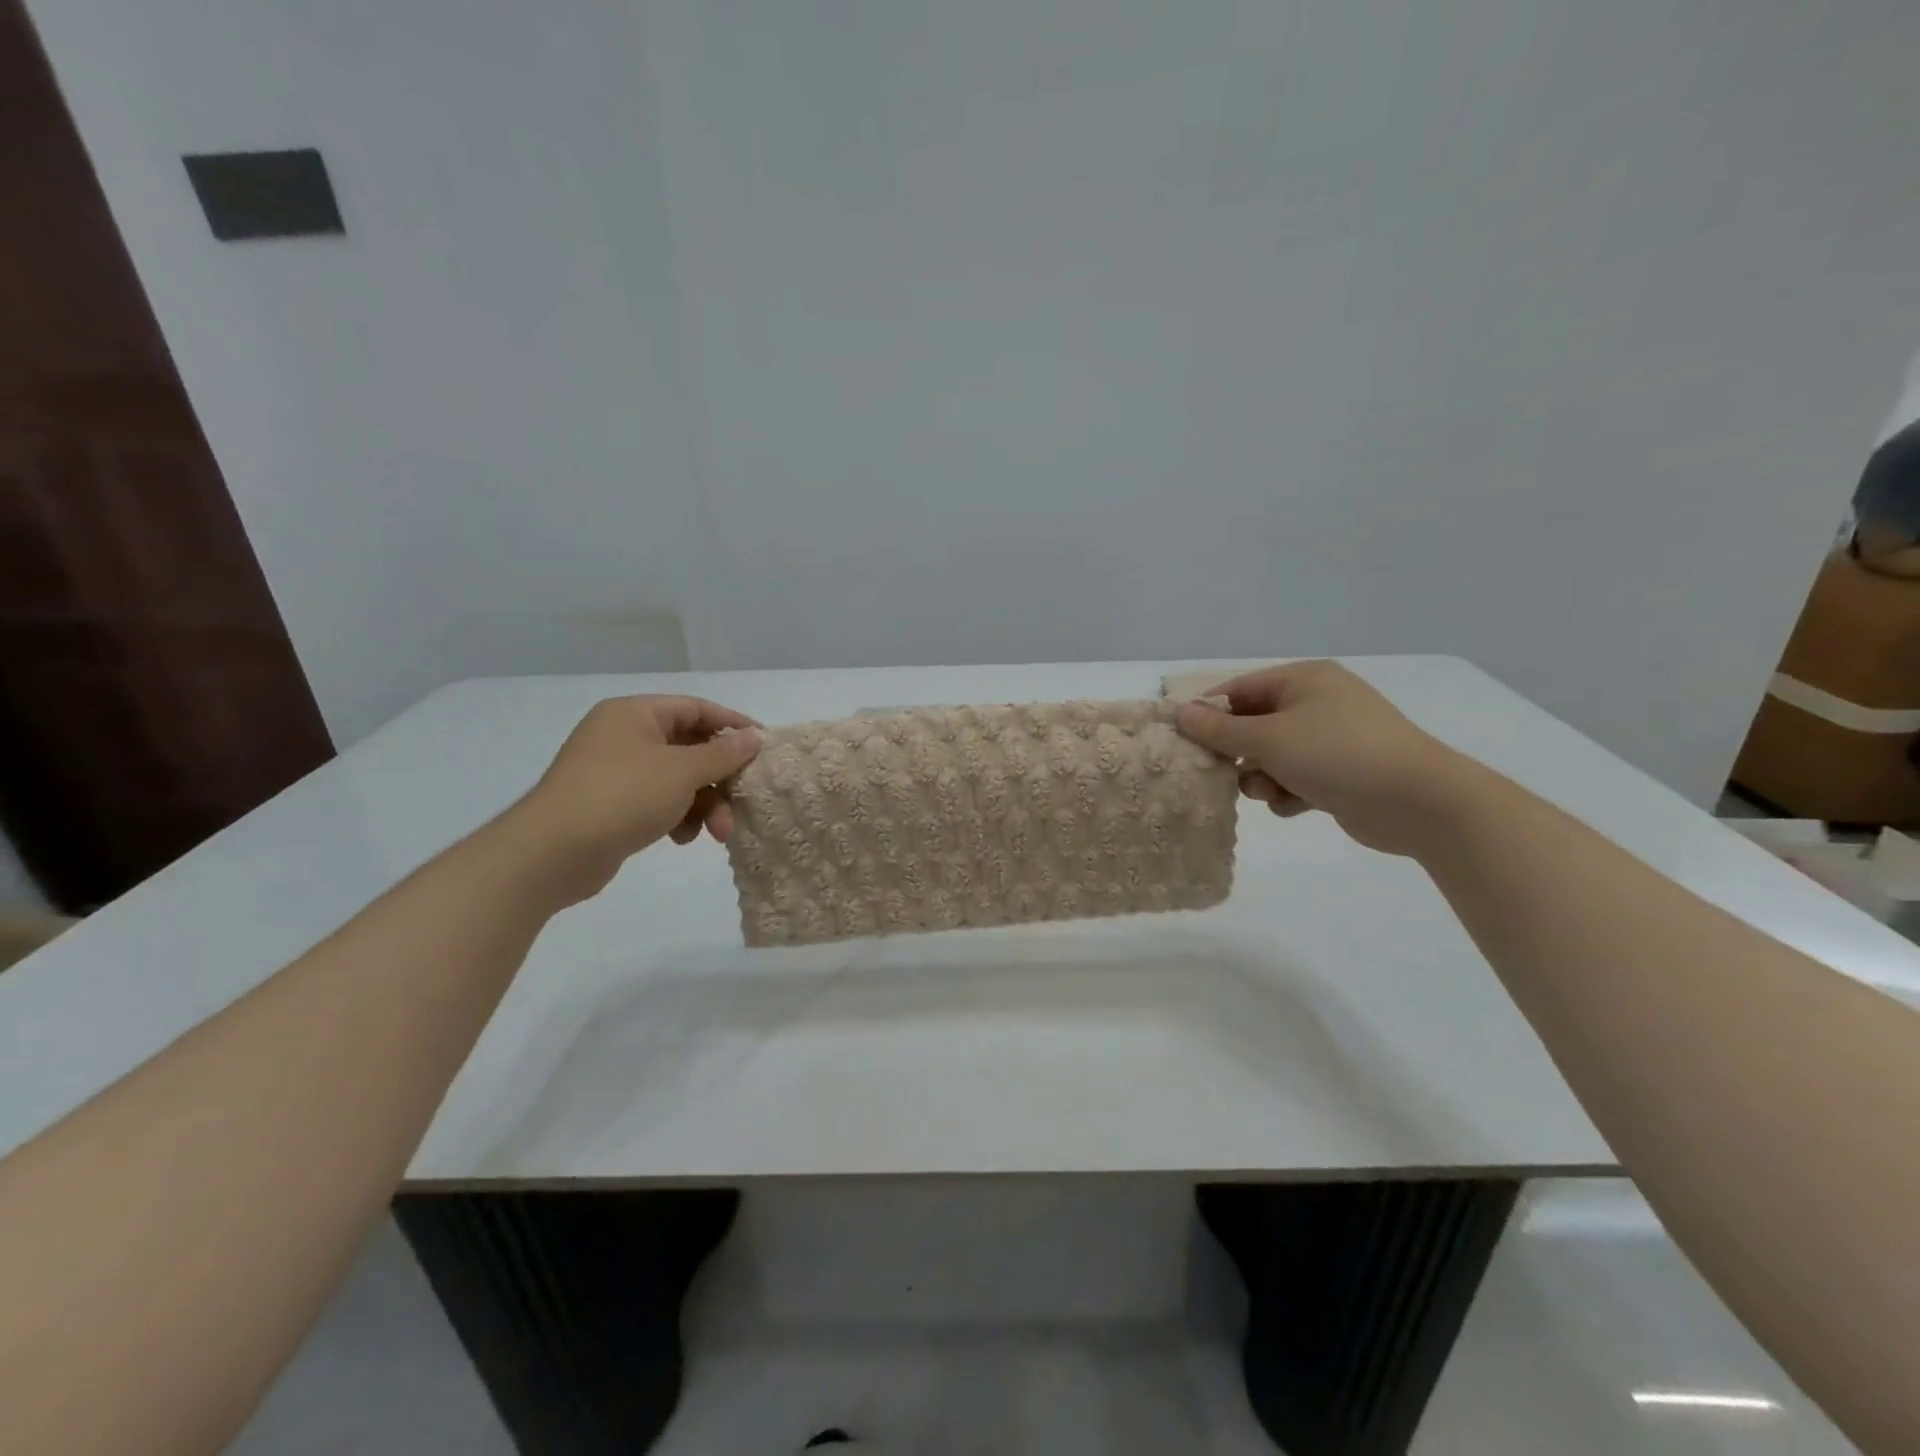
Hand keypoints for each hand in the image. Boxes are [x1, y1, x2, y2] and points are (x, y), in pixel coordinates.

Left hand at [511, 695, 761, 902]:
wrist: (552, 853)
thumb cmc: (622, 795)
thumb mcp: (683, 771)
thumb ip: (724, 753)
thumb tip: (754, 737)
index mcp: (635, 713)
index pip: (696, 708)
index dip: (733, 725)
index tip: (764, 747)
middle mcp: (624, 736)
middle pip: (690, 748)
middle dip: (719, 780)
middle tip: (742, 803)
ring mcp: (615, 771)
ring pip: (678, 780)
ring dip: (704, 804)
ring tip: (715, 834)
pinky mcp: (612, 805)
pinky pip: (659, 801)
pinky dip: (678, 817)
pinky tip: (682, 839)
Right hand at [1175, 661, 1467, 855]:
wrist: (1418, 802)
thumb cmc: (1337, 754)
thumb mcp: (1269, 739)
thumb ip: (1220, 729)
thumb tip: (1179, 712)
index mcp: (1304, 680)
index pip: (1240, 689)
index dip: (1209, 713)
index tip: (1184, 741)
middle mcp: (1318, 703)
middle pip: (1254, 724)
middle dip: (1239, 752)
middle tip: (1224, 773)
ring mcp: (1332, 738)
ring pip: (1273, 755)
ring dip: (1262, 777)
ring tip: (1270, 792)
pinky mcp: (1342, 773)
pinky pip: (1297, 777)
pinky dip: (1289, 792)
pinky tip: (1295, 805)